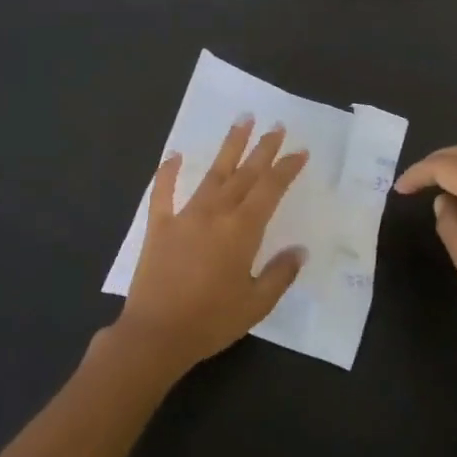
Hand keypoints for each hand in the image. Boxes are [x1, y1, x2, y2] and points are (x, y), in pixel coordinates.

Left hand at [116, 116, 308, 376]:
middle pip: (245, 174)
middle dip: (263, 149)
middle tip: (275, 125)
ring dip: (229, 147)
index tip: (300, 151)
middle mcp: (216, 214)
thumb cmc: (211, 321)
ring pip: (212, 174)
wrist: (156, 335)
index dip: (286, 168)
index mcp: (242, 231)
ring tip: (241, 121)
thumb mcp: (256, 304)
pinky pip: (163, 193)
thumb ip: (280, 274)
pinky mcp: (159, 227)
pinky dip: (168, 172)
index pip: (270, 189)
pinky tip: (174, 155)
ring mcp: (185, 216)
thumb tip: (299, 250)